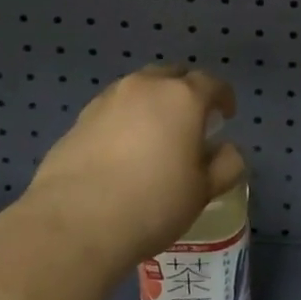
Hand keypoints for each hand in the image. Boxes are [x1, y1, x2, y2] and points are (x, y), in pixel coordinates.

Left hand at [17, 66, 244, 274]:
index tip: (226, 116)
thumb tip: (226, 151)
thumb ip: (225, 164)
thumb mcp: (203, 191)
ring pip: (138, 90)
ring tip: (154, 135)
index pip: (212, 83)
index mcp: (182, 97)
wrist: (74, 223)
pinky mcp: (79, 120)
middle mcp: (145, 87)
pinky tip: (122, 151)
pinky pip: (112, 110)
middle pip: (172, 76)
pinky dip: (124, 121)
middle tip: (190, 121)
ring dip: (152, 104)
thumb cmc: (153, 203)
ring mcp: (107, 100)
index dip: (223, 97)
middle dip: (185, 92)